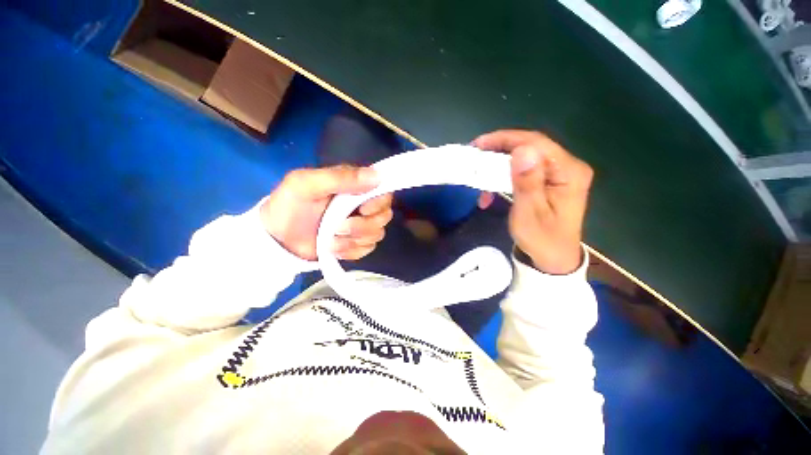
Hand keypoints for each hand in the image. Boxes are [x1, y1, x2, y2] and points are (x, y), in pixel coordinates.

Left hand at [260, 166, 393, 260]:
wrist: (276, 240)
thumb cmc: (288, 206)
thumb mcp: (307, 184)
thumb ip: (340, 177)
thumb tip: (377, 176)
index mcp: (353, 186)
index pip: (383, 192)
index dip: (378, 203)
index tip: (362, 210)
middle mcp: (362, 205)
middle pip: (384, 216)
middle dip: (363, 226)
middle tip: (338, 228)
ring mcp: (360, 225)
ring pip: (377, 234)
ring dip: (354, 240)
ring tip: (330, 240)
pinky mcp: (356, 243)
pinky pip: (368, 248)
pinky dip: (351, 251)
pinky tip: (334, 248)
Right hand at [473, 130, 593, 273]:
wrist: (552, 259)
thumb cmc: (541, 239)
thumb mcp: (530, 213)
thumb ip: (527, 182)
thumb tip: (522, 150)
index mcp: (568, 172)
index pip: (536, 143)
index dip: (506, 139)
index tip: (479, 145)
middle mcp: (567, 167)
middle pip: (531, 147)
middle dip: (499, 150)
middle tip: (475, 155)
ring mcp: (559, 174)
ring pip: (524, 158)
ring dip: (499, 165)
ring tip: (479, 174)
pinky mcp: (549, 181)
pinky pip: (524, 170)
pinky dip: (504, 177)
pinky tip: (490, 190)